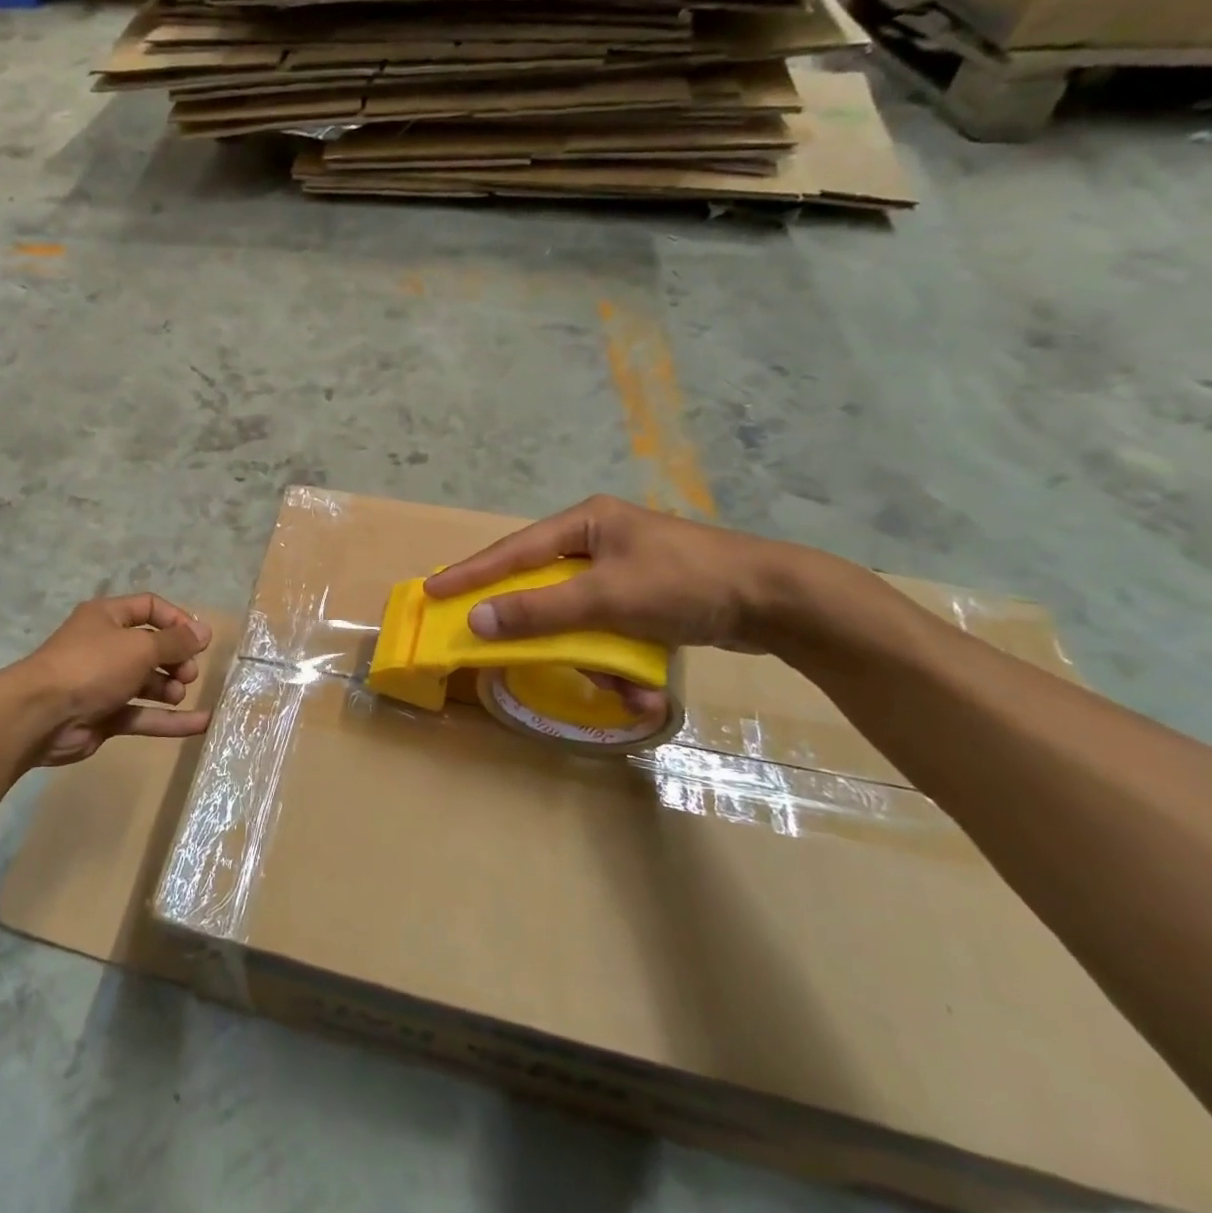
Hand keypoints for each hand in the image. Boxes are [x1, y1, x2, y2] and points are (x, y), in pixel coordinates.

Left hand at [10, 595, 213, 767]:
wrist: (41, 716)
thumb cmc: (92, 666)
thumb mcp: (139, 646)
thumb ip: (175, 641)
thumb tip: (205, 632)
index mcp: (107, 617)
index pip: (150, 607)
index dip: (177, 621)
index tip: (200, 640)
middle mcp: (106, 646)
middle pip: (152, 647)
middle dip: (176, 658)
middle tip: (189, 673)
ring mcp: (105, 683)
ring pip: (148, 682)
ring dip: (170, 687)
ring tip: (179, 693)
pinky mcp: (105, 715)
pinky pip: (143, 714)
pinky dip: (169, 720)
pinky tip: (201, 724)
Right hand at [426, 494, 794, 656]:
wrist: (779, 601)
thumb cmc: (683, 583)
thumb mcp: (605, 598)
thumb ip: (538, 610)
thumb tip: (477, 619)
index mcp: (584, 524)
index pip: (512, 551)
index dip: (470, 573)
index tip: (432, 590)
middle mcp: (598, 541)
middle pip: (545, 589)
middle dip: (546, 633)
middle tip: (511, 651)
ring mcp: (624, 571)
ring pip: (580, 620)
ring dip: (596, 659)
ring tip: (626, 688)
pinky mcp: (647, 599)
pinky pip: (611, 632)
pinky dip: (623, 663)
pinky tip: (647, 688)